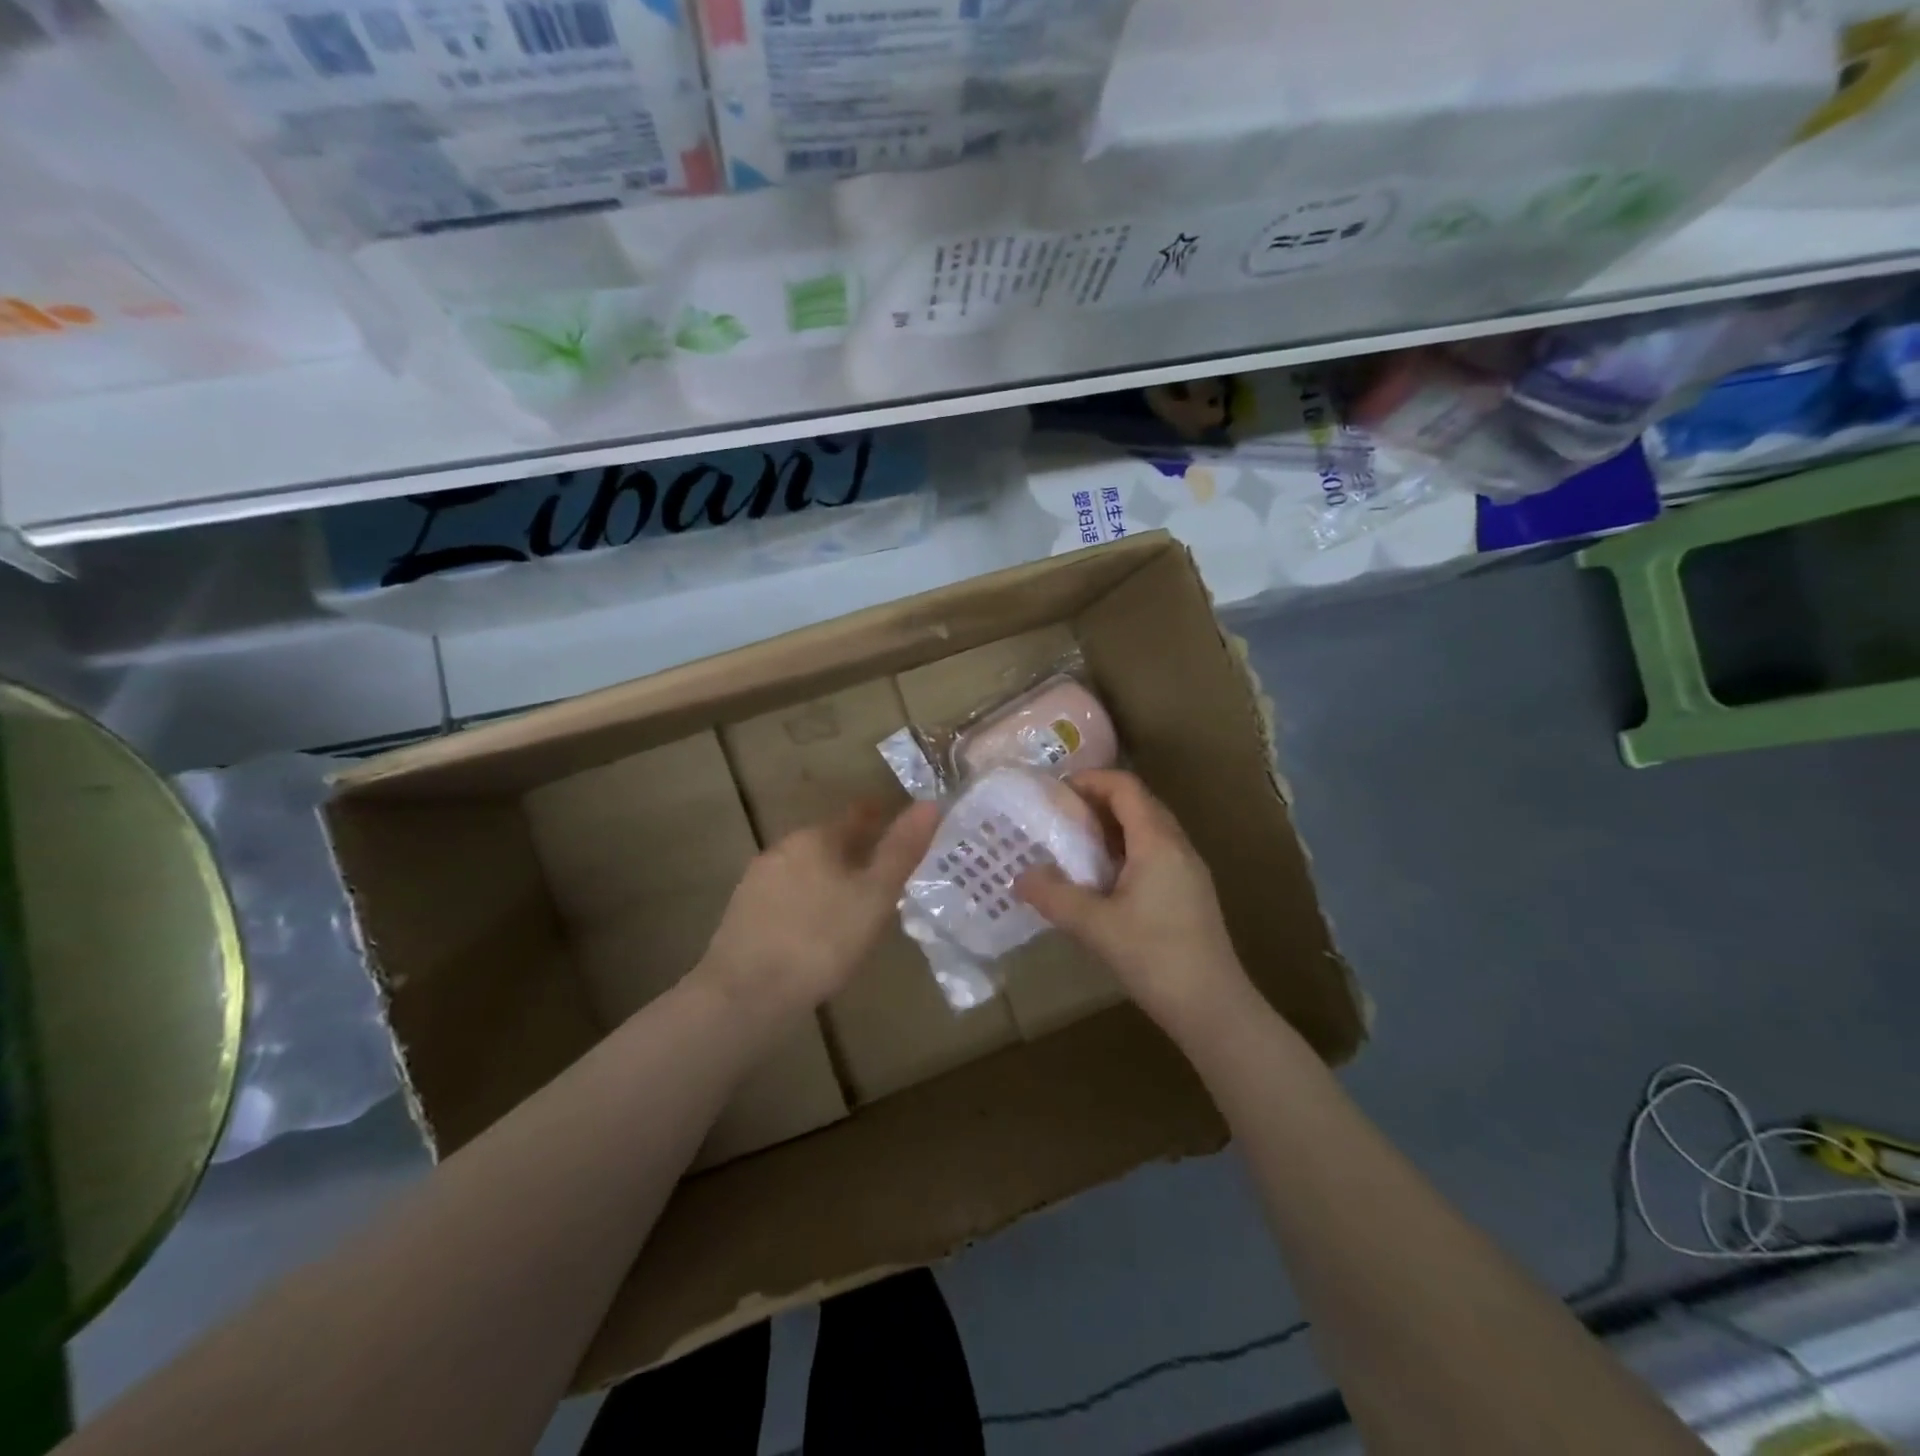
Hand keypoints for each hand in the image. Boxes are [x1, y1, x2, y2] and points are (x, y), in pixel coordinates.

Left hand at [700, 799, 939, 1018]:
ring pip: (806, 869)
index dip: (881, 817)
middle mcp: (784, 848)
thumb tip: (930, 804)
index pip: (857, 815)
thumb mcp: (875, 896)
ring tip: (853, 903)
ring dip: (829, 878)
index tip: (900, 825)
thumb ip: (901, 850)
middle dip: (855, 851)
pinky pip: (786, 896)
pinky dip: (807, 902)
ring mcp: (758, 880)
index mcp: (817, 838)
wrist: (745, 996)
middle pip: (829, 841)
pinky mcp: (743, 913)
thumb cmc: (821, 941)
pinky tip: (815, 928)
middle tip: (882, 872)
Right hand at [1016, 770, 1250, 1035]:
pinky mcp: (1191, 892)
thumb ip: (1054, 896)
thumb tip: (1019, 876)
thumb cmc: (1154, 956)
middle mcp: (1177, 846)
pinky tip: (1103, 879)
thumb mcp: (1094, 926)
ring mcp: (1189, 869)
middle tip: (1060, 816)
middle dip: (1099, 801)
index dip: (1091, 780)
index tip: (1056, 792)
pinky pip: (1155, 852)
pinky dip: (1126, 850)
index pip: (1125, 787)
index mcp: (1157, 842)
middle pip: (1139, 802)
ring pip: (1148, 829)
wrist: (1212, 1007)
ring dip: (1113, 827)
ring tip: (1076, 845)